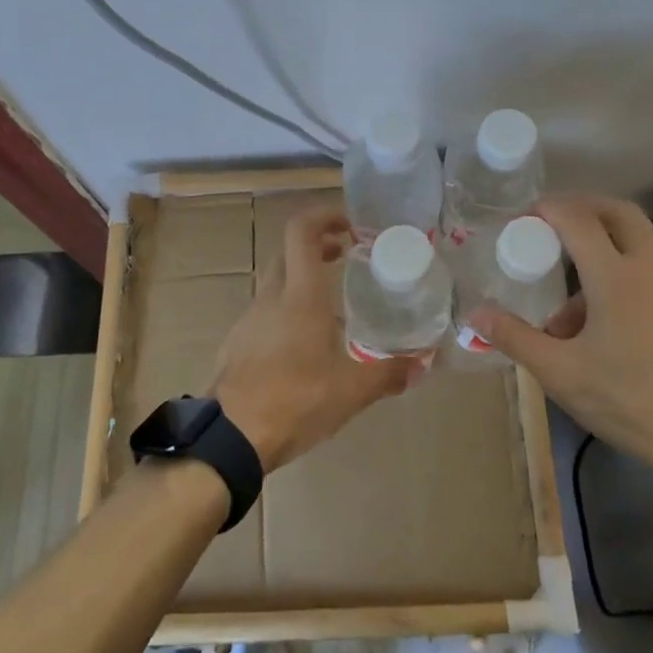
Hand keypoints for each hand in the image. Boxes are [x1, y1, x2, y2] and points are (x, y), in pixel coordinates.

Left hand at [211, 206, 414, 472]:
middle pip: (288, 251)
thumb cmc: (294, 401)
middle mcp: (271, 297)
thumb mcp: (350, 391)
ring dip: (302, 278)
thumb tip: (422, 364)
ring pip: (276, 281)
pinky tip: (304, 342)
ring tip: (332, 304)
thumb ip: (388, 374)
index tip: (349, 224)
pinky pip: (265, 310)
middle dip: (318, 245)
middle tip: (347, 256)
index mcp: (300, 295)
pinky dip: (287, 307)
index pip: (302, 231)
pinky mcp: (238, 341)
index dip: (324, 215)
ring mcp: (249, 318)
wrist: (230, 437)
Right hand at [472, 194, 652, 481]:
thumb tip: (475, 313)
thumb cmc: (629, 401)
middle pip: (620, 213)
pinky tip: (617, 330)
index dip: (549, 209)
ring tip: (574, 311)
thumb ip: (515, 337)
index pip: (578, 219)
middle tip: (555, 223)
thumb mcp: (560, 373)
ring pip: (639, 250)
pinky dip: (629, 283)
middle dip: (585, 207)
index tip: (525, 217)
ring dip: (605, 256)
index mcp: (616, 277)